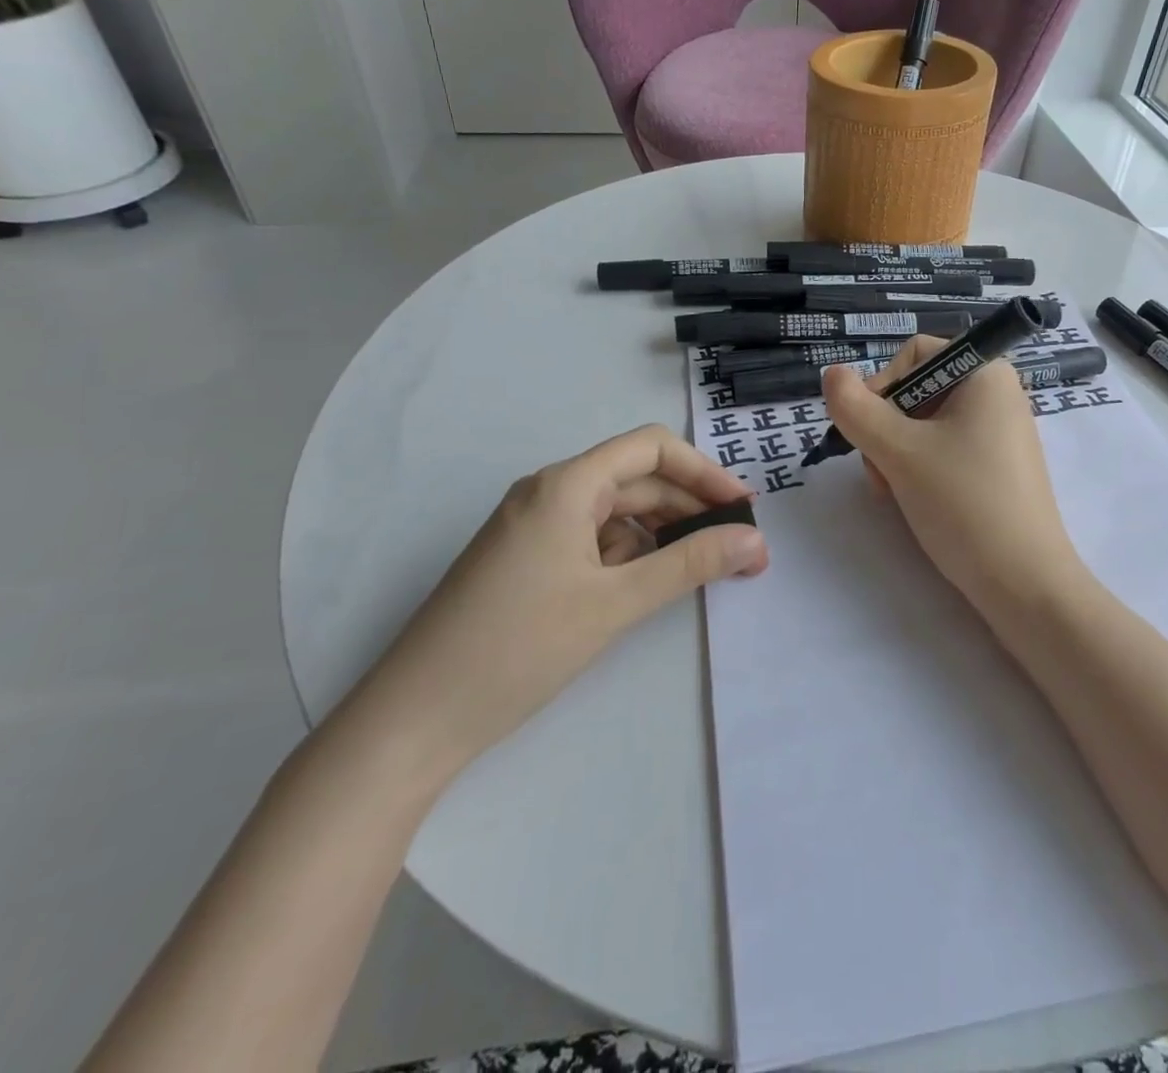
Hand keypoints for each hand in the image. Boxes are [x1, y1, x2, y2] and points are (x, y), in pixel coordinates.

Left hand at [338, 425, 766, 776]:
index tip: (743, 508)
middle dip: (691, 507)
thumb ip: (690, 564)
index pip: (651, 448)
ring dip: (663, 533)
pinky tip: (649, 584)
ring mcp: (535, 527)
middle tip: (738, 547)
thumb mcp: (615, 603)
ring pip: (616, 512)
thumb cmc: (518, 647)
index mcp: (567, 484)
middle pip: (637, 479)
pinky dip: (629, 554)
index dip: (704, 471)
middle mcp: (550, 493)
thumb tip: (755, 541)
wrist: (413, 720)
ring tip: (703, 567)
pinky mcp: (527, 560)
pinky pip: (593, 540)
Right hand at [821, 338, 1080, 611]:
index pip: (914, 354)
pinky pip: (944, 450)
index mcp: (985, 373)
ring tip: (895, 492)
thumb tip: (831, 373)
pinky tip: (915, 501)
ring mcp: (998, 432)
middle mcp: (996, 394)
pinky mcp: (996, 467)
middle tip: (881, 471)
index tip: (869, 431)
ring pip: (923, 425)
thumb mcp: (900, 452)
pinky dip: (919, 469)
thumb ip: (856, 409)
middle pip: (916, 390)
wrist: (1025, 585)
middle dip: (885, 428)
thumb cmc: (964, 504)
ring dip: (895, 453)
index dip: (882, 386)